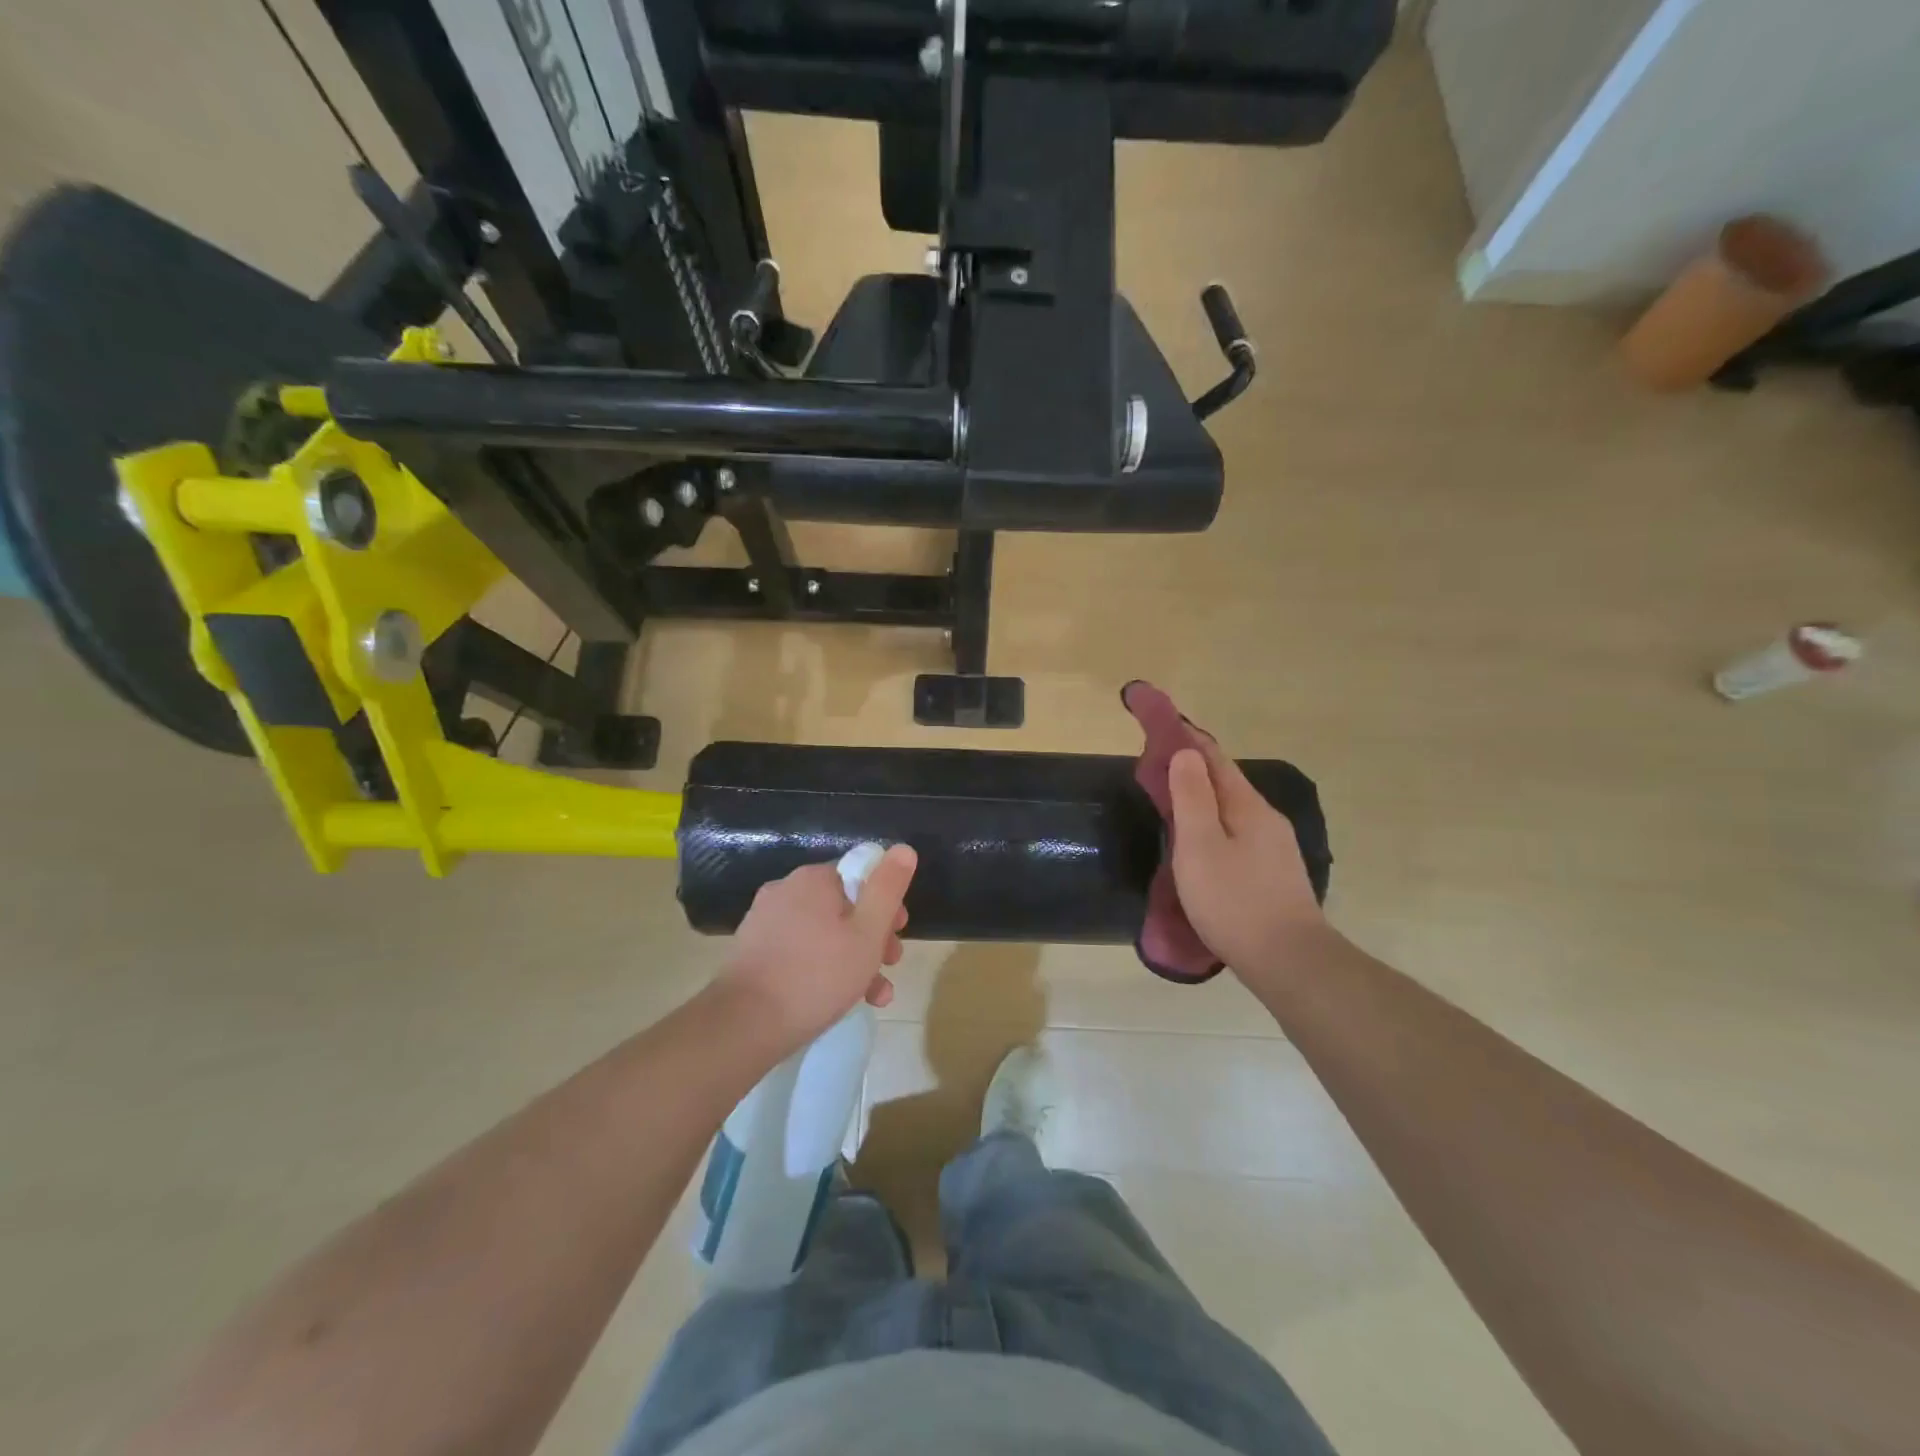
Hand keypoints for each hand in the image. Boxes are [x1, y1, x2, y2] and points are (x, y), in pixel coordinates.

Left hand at [719, 845, 916, 1050]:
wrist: (743, 1024)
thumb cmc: (817, 975)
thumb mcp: (868, 932)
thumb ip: (888, 888)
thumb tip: (904, 848)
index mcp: (813, 879)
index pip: (860, 874)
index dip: (886, 901)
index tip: (899, 931)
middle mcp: (786, 890)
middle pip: (843, 905)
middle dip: (873, 935)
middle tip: (890, 964)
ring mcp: (765, 921)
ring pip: (824, 932)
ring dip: (854, 958)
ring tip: (874, 996)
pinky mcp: (754, 951)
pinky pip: (800, 950)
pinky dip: (823, 968)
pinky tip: (840, 1000)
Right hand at [1167, 740, 1329, 978]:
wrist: (1288, 962)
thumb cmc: (1234, 901)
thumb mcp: (1200, 847)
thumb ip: (1192, 798)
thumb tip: (1186, 753)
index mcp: (1248, 807)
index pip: (1215, 760)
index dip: (1187, 740)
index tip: (1162, 726)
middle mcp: (1266, 820)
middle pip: (1226, 784)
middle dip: (1193, 770)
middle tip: (1157, 767)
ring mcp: (1274, 848)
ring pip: (1232, 811)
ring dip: (1203, 800)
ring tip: (1172, 802)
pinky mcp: (1273, 874)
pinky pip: (1237, 834)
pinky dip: (1213, 826)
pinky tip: (1202, 843)